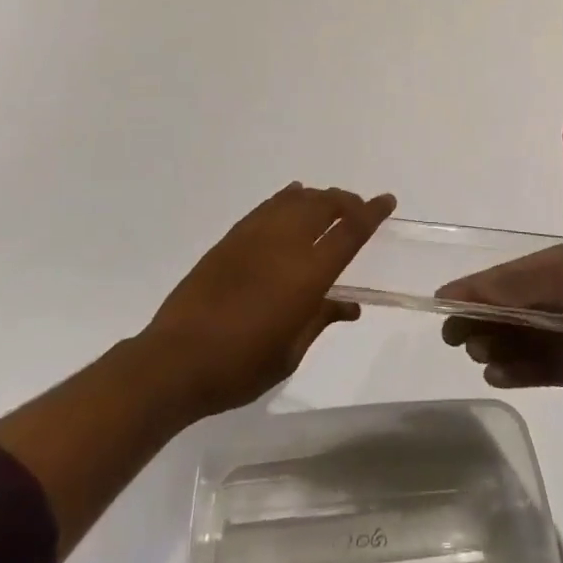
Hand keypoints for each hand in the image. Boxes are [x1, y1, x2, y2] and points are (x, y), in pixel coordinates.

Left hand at [144, 183, 395, 418]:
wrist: (176, 360)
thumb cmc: (240, 366)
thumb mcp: (290, 352)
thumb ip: (320, 318)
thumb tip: (348, 304)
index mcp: (307, 274)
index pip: (349, 232)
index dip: (371, 213)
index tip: (387, 200)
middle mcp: (284, 244)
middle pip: (323, 205)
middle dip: (346, 201)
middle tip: (358, 208)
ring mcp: (254, 236)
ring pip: (295, 200)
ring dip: (318, 197)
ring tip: (329, 204)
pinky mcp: (231, 238)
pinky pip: (267, 206)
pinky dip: (286, 198)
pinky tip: (292, 198)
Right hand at [439, 244, 562, 408]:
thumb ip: (515, 286)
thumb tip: (469, 291)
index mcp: (556, 268)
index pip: (503, 277)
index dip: (473, 289)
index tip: (441, 303)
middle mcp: (557, 298)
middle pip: (506, 308)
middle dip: (479, 319)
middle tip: (453, 337)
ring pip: (517, 339)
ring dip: (494, 345)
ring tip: (479, 355)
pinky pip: (535, 368)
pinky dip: (514, 371)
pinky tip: (497, 375)